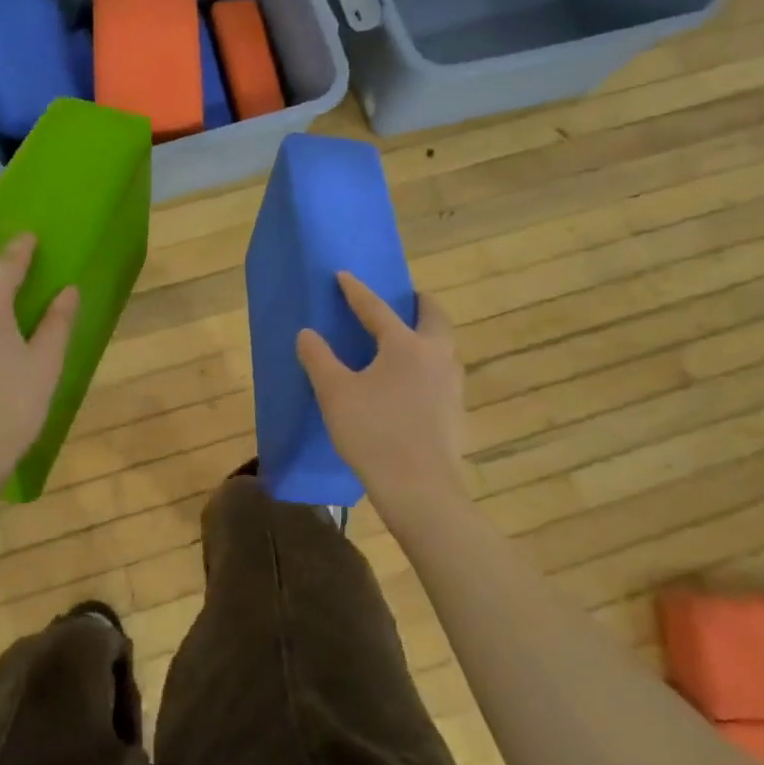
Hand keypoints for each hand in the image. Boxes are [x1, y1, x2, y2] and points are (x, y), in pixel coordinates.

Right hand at [296, 273, 470, 532]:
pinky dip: (428, 364)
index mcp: (406, 346)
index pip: (377, 309)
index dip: (357, 291)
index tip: (344, 276)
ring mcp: (451, 385)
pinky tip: (411, 383)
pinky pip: (442, 374)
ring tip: (405, 341)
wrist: (420, 489)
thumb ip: (319, 359)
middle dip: (418, 304)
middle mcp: (436, 357)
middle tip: (404, 299)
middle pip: (433, 317)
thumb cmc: (374, 433)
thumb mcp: (335, 393)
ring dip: (427, 334)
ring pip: (443, 346)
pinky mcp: (455, 412)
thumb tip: (308, 334)